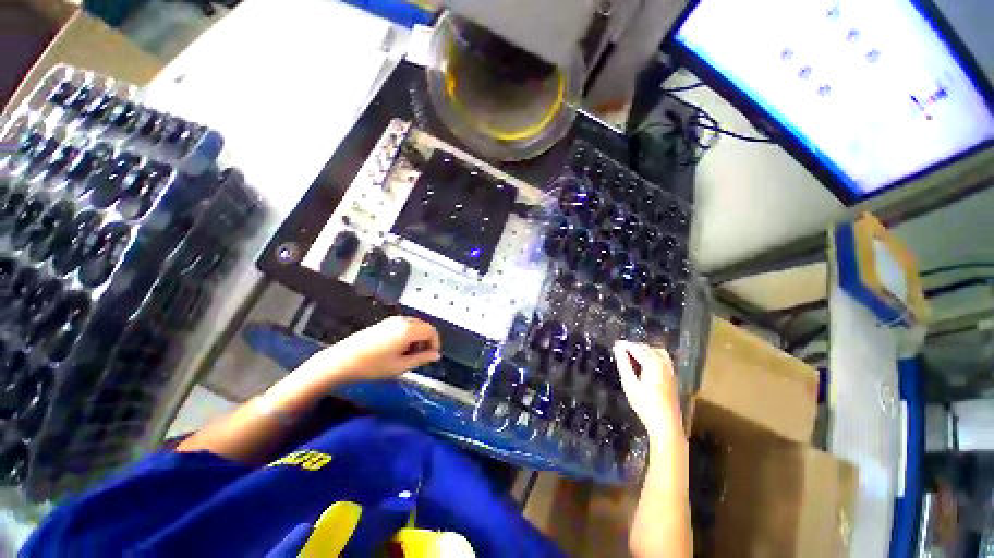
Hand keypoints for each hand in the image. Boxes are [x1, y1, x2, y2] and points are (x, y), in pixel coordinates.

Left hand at [306, 316, 441, 382]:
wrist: (342, 360)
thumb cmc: (373, 366)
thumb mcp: (401, 366)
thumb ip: (422, 359)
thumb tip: (436, 356)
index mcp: (409, 329)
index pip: (432, 331)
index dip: (435, 343)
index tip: (432, 356)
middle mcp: (403, 320)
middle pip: (424, 326)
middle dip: (427, 340)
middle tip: (422, 357)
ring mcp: (392, 320)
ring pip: (415, 325)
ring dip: (418, 337)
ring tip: (409, 355)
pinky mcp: (384, 323)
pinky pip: (404, 325)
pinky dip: (409, 335)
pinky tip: (399, 349)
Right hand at [613, 341, 684, 442]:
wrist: (666, 425)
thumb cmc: (645, 405)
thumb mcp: (629, 384)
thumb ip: (623, 364)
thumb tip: (617, 348)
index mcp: (653, 363)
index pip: (635, 348)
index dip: (623, 345)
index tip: (613, 344)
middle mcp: (663, 363)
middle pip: (645, 348)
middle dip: (632, 347)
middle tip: (618, 352)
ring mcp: (669, 369)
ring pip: (654, 351)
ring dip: (642, 350)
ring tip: (629, 357)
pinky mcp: (672, 375)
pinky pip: (661, 357)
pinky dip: (651, 355)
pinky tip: (643, 364)